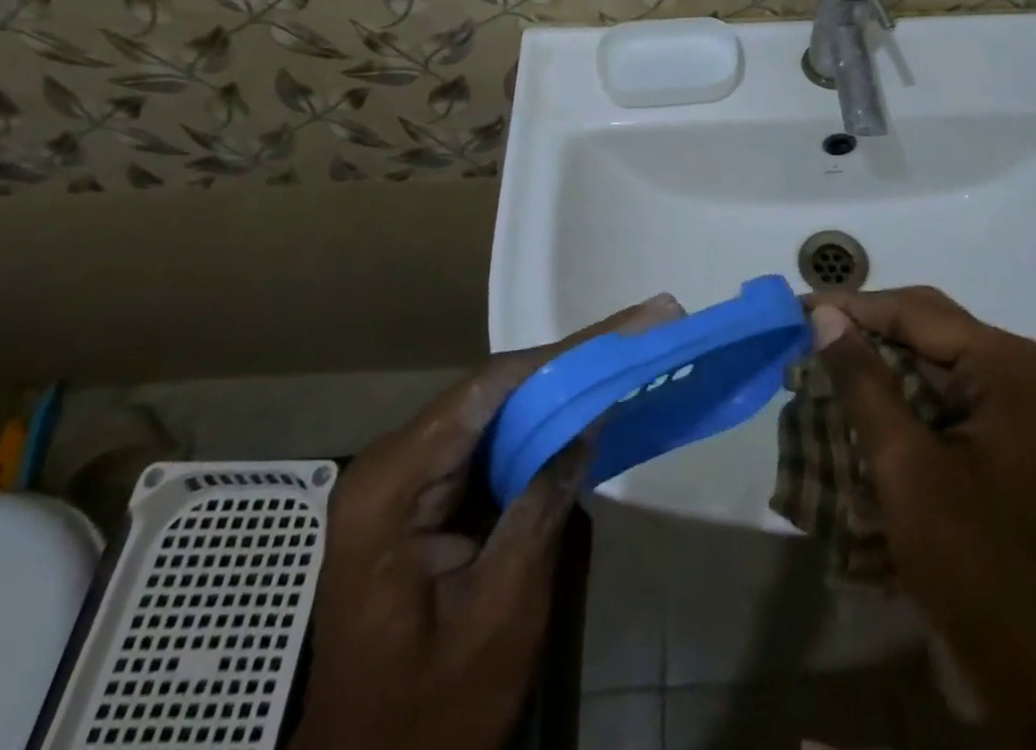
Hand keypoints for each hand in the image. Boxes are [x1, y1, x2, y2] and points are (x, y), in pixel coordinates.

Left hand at [293, 296, 681, 749]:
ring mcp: (405, 479)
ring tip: (624, 351)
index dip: (566, 353)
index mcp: (395, 483)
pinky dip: (540, 424)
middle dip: (571, 360)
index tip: (630, 326)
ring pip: (495, 409)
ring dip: (560, 385)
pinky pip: (489, 442)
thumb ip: (544, 501)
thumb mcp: (503, 610)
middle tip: (642, 329)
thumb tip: (591, 415)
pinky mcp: (423, 498)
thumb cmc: (434, 713)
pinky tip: (583, 406)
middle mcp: (393, 462)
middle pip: (494, 390)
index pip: (491, 389)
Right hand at [808, 287, 1035, 748]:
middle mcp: (1013, 372)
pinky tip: (854, 407)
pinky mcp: (998, 443)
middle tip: (801, 335)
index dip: (850, 307)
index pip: (913, 311)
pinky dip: (894, 399)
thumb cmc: (976, 563)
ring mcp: (1010, 409)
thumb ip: (862, 381)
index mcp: (1004, 364)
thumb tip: (822, 314)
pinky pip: (937, 399)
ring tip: (817, 366)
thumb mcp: (905, 465)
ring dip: (875, 366)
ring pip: (927, 364)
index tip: (794, 308)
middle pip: (923, 330)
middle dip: (862, 333)